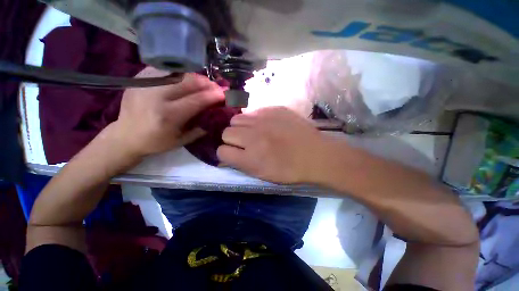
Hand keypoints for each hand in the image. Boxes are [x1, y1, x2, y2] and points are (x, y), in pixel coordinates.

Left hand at [106, 67, 224, 158]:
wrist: (125, 136)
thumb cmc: (156, 142)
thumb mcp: (182, 141)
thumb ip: (201, 128)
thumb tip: (215, 116)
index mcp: (168, 116)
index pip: (196, 100)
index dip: (212, 95)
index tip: (223, 94)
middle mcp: (155, 97)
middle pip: (187, 81)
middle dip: (206, 82)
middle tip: (215, 86)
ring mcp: (144, 85)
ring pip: (176, 72)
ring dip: (194, 76)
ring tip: (203, 82)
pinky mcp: (138, 79)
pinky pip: (164, 70)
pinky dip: (179, 73)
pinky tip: (185, 79)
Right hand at [217, 106, 332, 183]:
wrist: (315, 154)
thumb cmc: (290, 170)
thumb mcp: (262, 175)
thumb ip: (241, 164)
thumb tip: (227, 154)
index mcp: (250, 158)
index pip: (221, 151)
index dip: (226, 154)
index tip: (234, 154)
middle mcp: (253, 136)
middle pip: (226, 132)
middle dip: (232, 139)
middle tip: (245, 142)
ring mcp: (263, 119)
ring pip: (236, 119)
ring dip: (241, 127)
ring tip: (254, 132)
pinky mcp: (274, 109)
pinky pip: (253, 111)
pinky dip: (255, 119)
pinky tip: (266, 124)